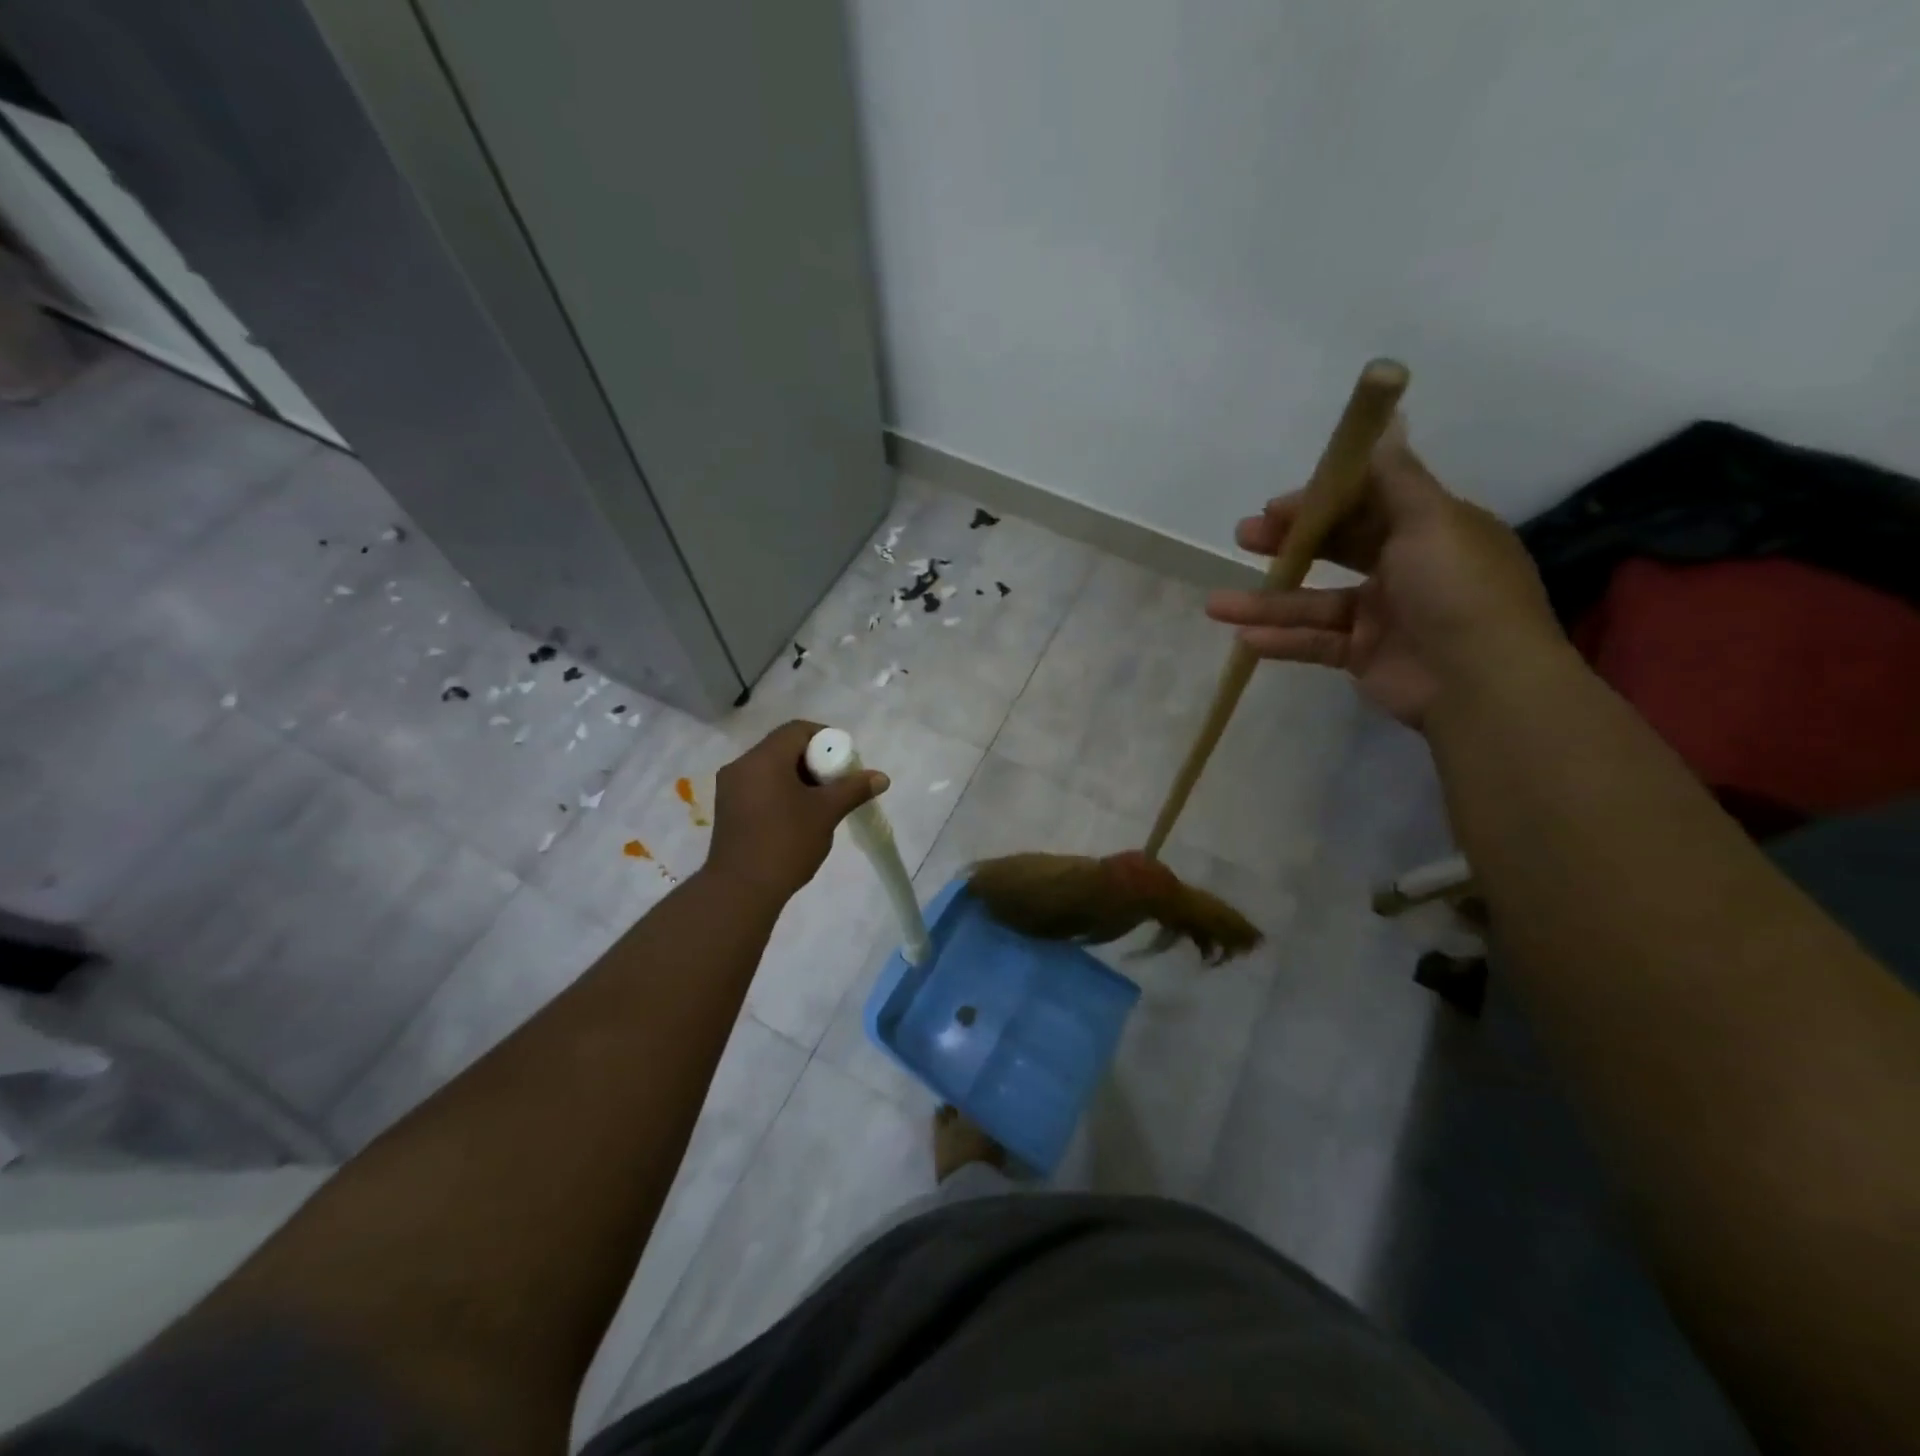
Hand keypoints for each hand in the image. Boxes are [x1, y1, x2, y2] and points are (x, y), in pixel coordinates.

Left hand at [705, 721, 888, 897]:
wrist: (740, 891)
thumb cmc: (786, 844)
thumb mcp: (826, 813)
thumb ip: (854, 789)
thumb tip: (881, 777)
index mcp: (763, 759)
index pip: (797, 730)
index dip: (825, 738)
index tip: (843, 762)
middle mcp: (742, 765)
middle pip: (783, 747)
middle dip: (814, 760)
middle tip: (835, 783)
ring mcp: (730, 788)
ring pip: (771, 768)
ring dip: (797, 777)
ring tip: (819, 803)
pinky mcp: (727, 809)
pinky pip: (759, 786)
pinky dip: (780, 791)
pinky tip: (796, 817)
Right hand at [1205, 424, 1563, 728]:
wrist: (1482, 682)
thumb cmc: (1457, 590)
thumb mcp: (1431, 520)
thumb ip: (1395, 478)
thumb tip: (1385, 421)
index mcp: (1428, 530)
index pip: (1366, 504)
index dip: (1320, 502)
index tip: (1276, 506)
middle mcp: (1405, 568)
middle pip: (1335, 549)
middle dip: (1288, 543)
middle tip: (1243, 538)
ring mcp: (1382, 616)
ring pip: (1314, 602)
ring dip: (1266, 602)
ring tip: (1216, 605)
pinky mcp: (1363, 656)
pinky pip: (1315, 642)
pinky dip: (1282, 640)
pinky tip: (1246, 638)